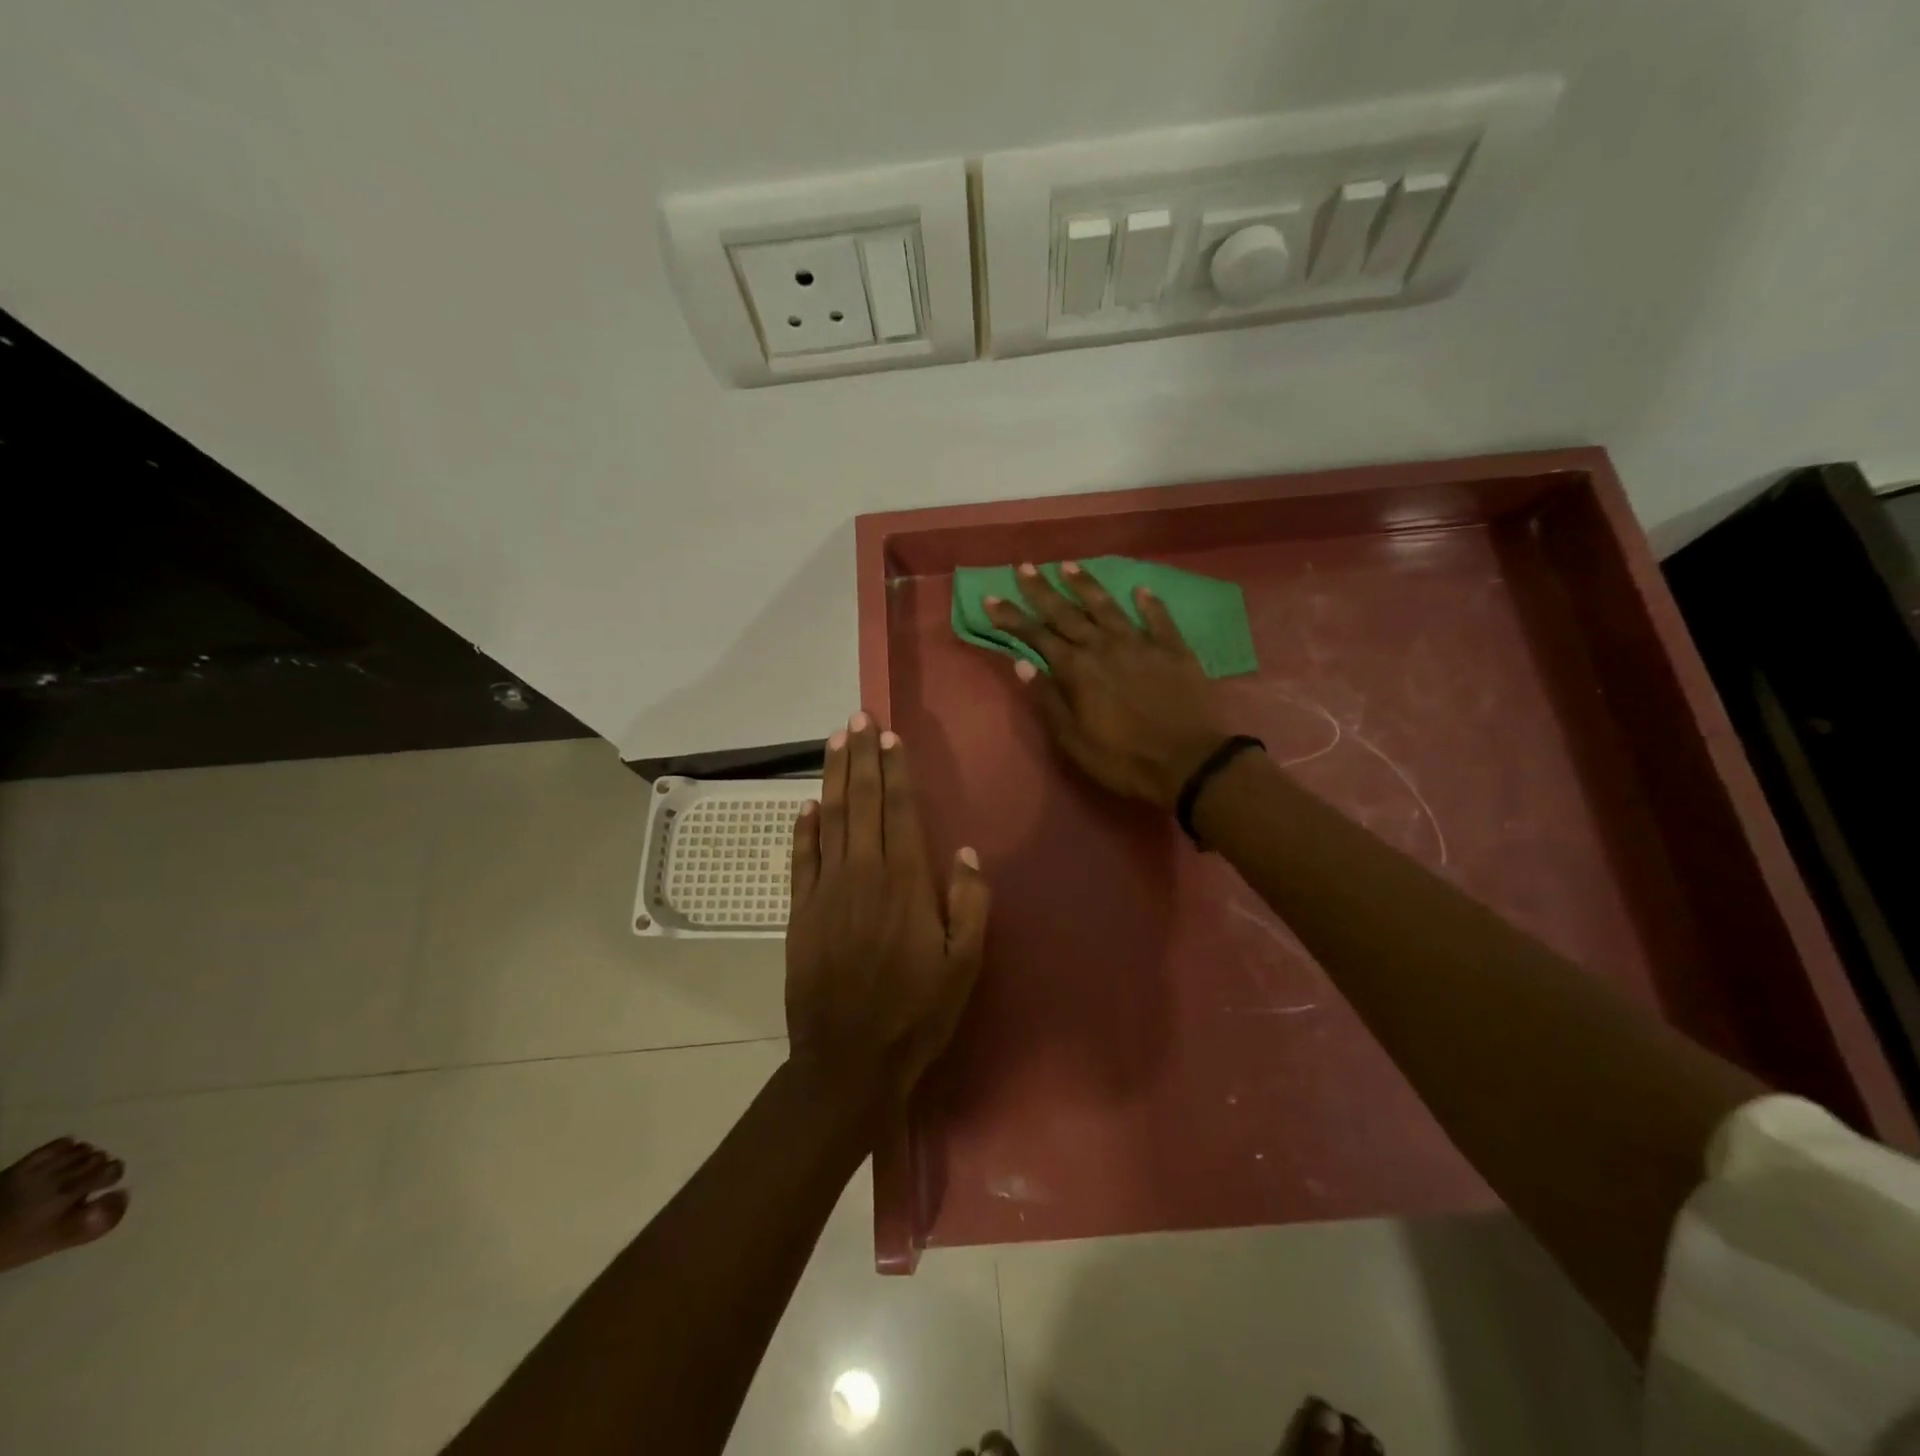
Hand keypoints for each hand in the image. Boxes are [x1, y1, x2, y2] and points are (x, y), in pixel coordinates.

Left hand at [785, 713, 991, 1104]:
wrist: (847, 1060)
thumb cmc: (915, 1014)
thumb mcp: (964, 966)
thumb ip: (969, 905)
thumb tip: (964, 853)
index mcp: (906, 883)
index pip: (899, 811)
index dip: (895, 770)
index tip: (890, 737)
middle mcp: (863, 874)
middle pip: (861, 802)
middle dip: (861, 757)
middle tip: (858, 718)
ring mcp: (825, 891)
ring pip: (829, 818)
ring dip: (833, 776)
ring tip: (835, 740)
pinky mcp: (800, 911)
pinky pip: (800, 857)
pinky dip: (803, 826)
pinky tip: (808, 803)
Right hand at [983, 562, 1232, 808]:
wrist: (1190, 763)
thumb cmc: (1123, 759)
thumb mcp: (1074, 740)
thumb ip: (1048, 699)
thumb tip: (1022, 664)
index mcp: (1077, 670)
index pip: (1036, 636)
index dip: (1012, 617)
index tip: (991, 597)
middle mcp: (1105, 647)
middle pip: (1067, 613)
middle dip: (1042, 590)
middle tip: (1024, 567)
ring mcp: (1142, 644)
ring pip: (1108, 607)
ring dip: (1086, 586)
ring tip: (1069, 565)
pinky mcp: (1174, 650)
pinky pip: (1159, 619)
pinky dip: (1149, 603)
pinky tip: (1141, 589)